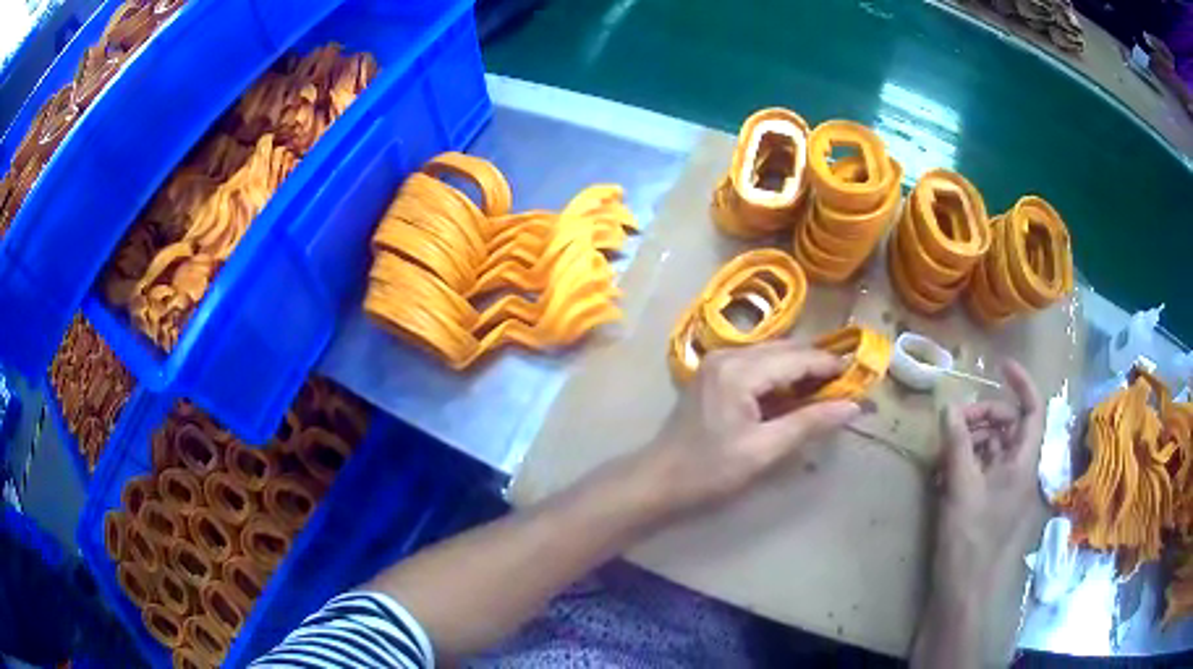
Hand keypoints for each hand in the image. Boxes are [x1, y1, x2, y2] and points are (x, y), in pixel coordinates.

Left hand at [640, 341, 860, 516]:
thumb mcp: (764, 451)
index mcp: (739, 370)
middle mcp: (728, 355)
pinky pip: (756, 364)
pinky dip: (779, 375)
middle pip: (785, 349)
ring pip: (771, 354)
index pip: (797, 357)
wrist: (659, 480)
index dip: (829, 366)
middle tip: (844, 386)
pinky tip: (793, 394)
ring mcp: (717, 362)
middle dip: (816, 365)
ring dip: (798, 368)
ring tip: (825, 391)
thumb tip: (853, 407)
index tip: (859, 377)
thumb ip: (809, 424)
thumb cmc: (709, 470)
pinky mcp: (713, 373)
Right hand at [936, 359, 1045, 582]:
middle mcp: (1019, 471)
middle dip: (983, 416)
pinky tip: (944, 473)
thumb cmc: (970, 540)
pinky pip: (984, 469)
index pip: (1033, 410)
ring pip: (994, 447)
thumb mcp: (961, 489)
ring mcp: (1006, 489)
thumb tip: (949, 406)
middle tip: (953, 421)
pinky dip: (967, 463)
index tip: (999, 366)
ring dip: (971, 440)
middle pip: (1009, 426)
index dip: (1021, 383)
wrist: (964, 591)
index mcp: (1023, 464)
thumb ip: (958, 445)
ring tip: (943, 452)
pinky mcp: (991, 503)